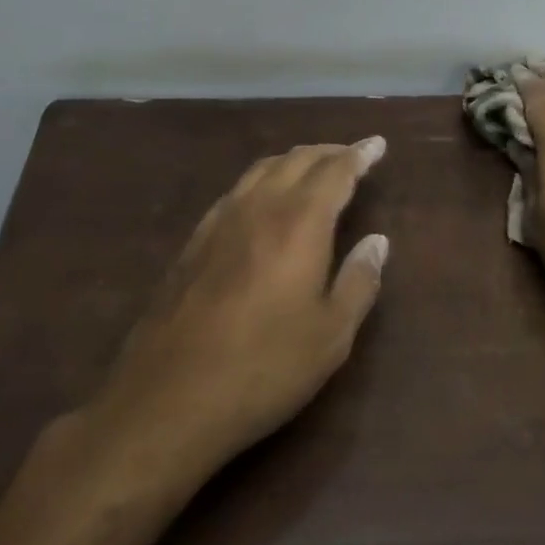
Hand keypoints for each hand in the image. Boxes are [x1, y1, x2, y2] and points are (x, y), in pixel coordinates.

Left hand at [82, 138, 390, 482]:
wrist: (167, 400)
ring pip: (262, 169)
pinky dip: (262, 180)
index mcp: (300, 222)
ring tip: (312, 169)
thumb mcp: (331, 336)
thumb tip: (377, 241)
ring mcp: (219, 222)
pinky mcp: (193, 242)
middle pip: (297, 160)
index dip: (359, 155)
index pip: (336, 171)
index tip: (377, 144)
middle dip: (329, 152)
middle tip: (352, 155)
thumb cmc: (264, 368)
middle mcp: (259, 207)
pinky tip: (263, 202)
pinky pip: (236, 191)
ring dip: (294, 161)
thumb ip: (359, 281)